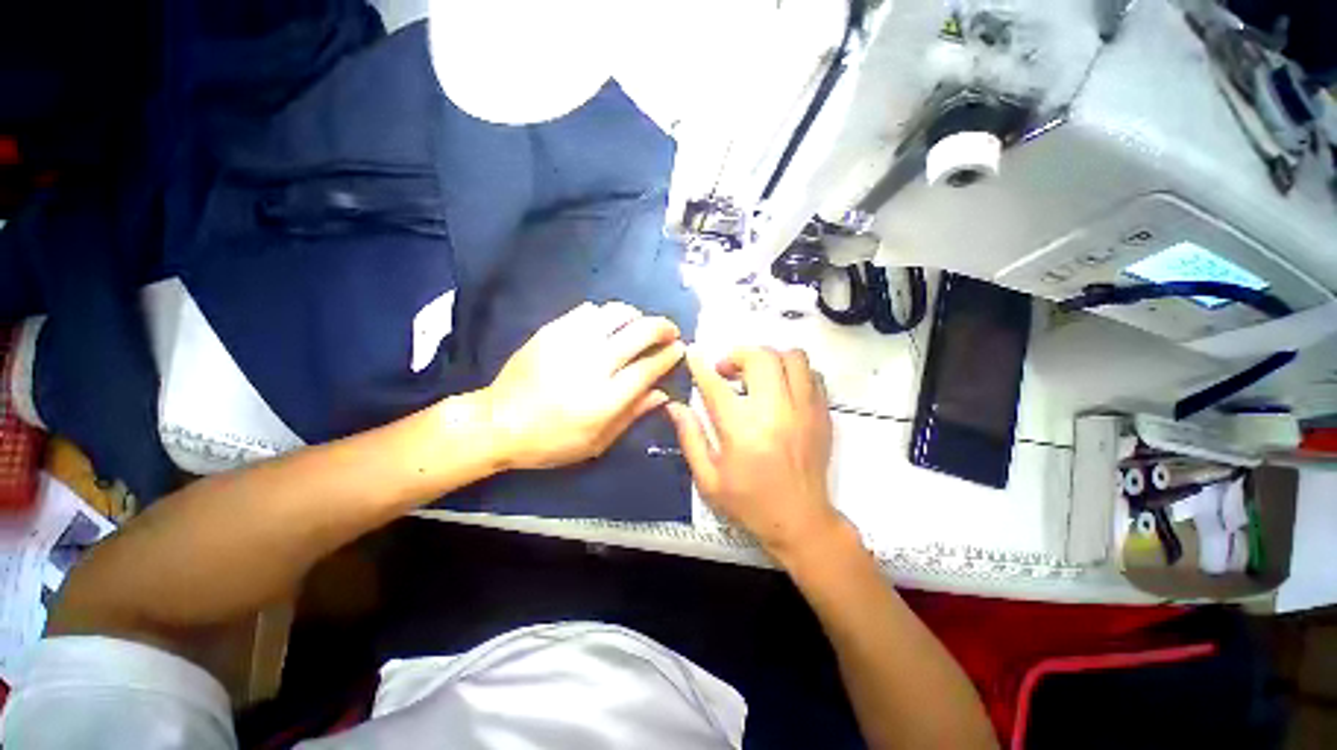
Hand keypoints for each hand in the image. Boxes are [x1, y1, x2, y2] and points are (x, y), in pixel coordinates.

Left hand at [484, 301, 684, 469]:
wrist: (498, 423)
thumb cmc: (551, 442)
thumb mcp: (596, 442)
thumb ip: (632, 415)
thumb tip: (662, 394)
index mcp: (605, 399)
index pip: (648, 367)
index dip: (669, 355)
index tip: (679, 348)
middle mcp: (592, 366)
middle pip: (639, 333)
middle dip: (662, 327)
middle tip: (670, 330)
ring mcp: (569, 344)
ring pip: (615, 314)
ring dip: (636, 316)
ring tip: (640, 324)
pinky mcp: (551, 331)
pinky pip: (587, 311)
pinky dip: (606, 314)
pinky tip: (608, 324)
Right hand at [666, 346, 841, 559]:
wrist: (800, 520)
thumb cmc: (749, 501)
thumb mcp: (708, 478)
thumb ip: (690, 437)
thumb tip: (674, 406)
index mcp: (742, 429)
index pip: (715, 385)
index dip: (700, 365)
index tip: (692, 352)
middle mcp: (775, 411)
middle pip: (760, 358)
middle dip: (738, 356)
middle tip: (727, 372)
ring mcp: (804, 409)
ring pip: (792, 357)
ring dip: (769, 359)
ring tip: (756, 375)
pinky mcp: (822, 413)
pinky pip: (812, 374)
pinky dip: (792, 371)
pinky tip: (780, 388)